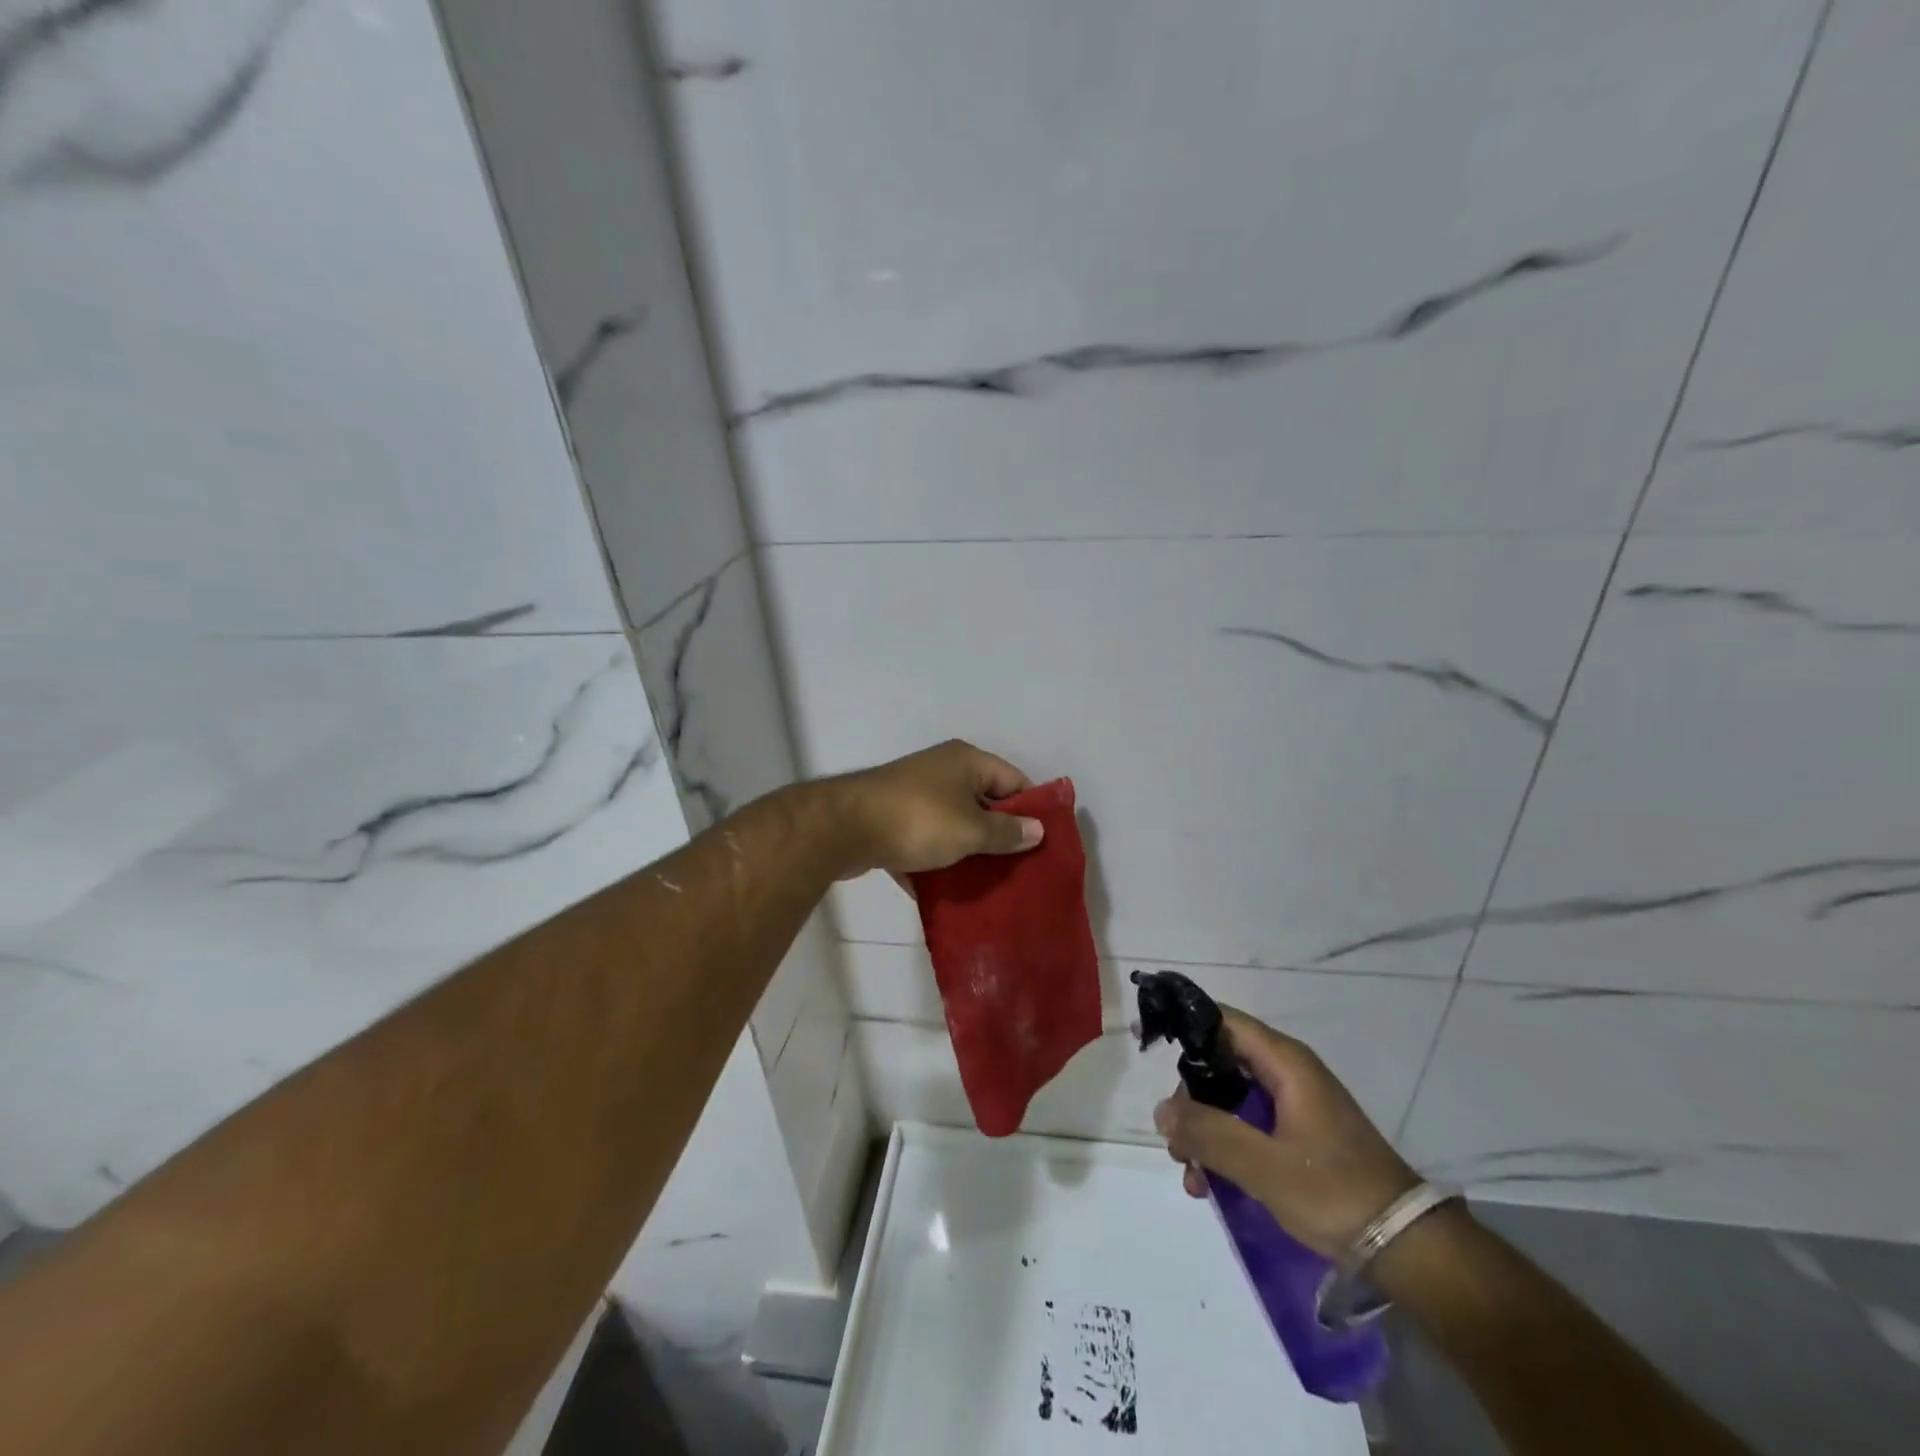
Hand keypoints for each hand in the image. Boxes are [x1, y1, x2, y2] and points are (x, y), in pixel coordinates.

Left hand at [825, 740, 1043, 878]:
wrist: (843, 829)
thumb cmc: (918, 820)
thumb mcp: (971, 830)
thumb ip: (1006, 833)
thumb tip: (1038, 830)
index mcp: (966, 761)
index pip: (1014, 780)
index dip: (1031, 810)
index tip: (1043, 844)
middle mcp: (941, 771)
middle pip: (983, 804)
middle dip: (999, 837)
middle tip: (1019, 870)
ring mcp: (914, 795)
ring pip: (952, 826)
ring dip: (966, 853)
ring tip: (988, 886)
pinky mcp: (891, 821)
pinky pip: (924, 842)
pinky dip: (935, 863)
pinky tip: (947, 893)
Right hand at [1154, 1008, 1419, 1257]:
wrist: (1410, 1251)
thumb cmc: (1336, 1192)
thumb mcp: (1264, 1166)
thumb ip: (1209, 1133)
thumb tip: (1162, 1110)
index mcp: (1284, 1062)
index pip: (1221, 1020)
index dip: (1184, 1027)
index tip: (1150, 1048)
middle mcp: (1288, 1073)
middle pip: (1220, 1064)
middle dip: (1190, 1101)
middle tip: (1175, 1142)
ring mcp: (1295, 1105)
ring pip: (1231, 1100)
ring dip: (1205, 1132)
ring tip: (1193, 1178)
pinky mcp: (1300, 1135)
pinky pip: (1249, 1127)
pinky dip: (1226, 1149)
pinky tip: (1213, 1187)